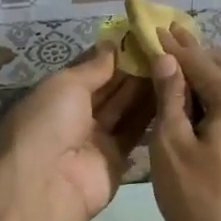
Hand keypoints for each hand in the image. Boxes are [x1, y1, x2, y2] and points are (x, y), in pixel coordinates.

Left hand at [0, 42, 155, 220]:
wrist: (48, 183)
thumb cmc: (49, 122)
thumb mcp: (66, 84)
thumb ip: (93, 67)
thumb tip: (110, 45)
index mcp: (55, 95)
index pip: (87, 70)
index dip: (111, 55)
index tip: (139, 38)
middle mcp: (74, 116)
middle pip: (108, 89)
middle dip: (131, 70)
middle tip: (163, 49)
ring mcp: (95, 138)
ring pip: (123, 108)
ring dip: (144, 88)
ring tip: (172, 65)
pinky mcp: (116, 158)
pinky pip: (134, 131)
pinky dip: (150, 114)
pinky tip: (171, 92)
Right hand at [147, 25, 220, 220]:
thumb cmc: (202, 202)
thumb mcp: (172, 146)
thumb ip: (170, 98)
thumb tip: (167, 60)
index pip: (198, 60)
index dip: (172, 44)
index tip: (153, 25)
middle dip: (195, 54)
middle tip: (169, 39)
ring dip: (211, 76)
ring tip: (184, 68)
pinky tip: (206, 107)